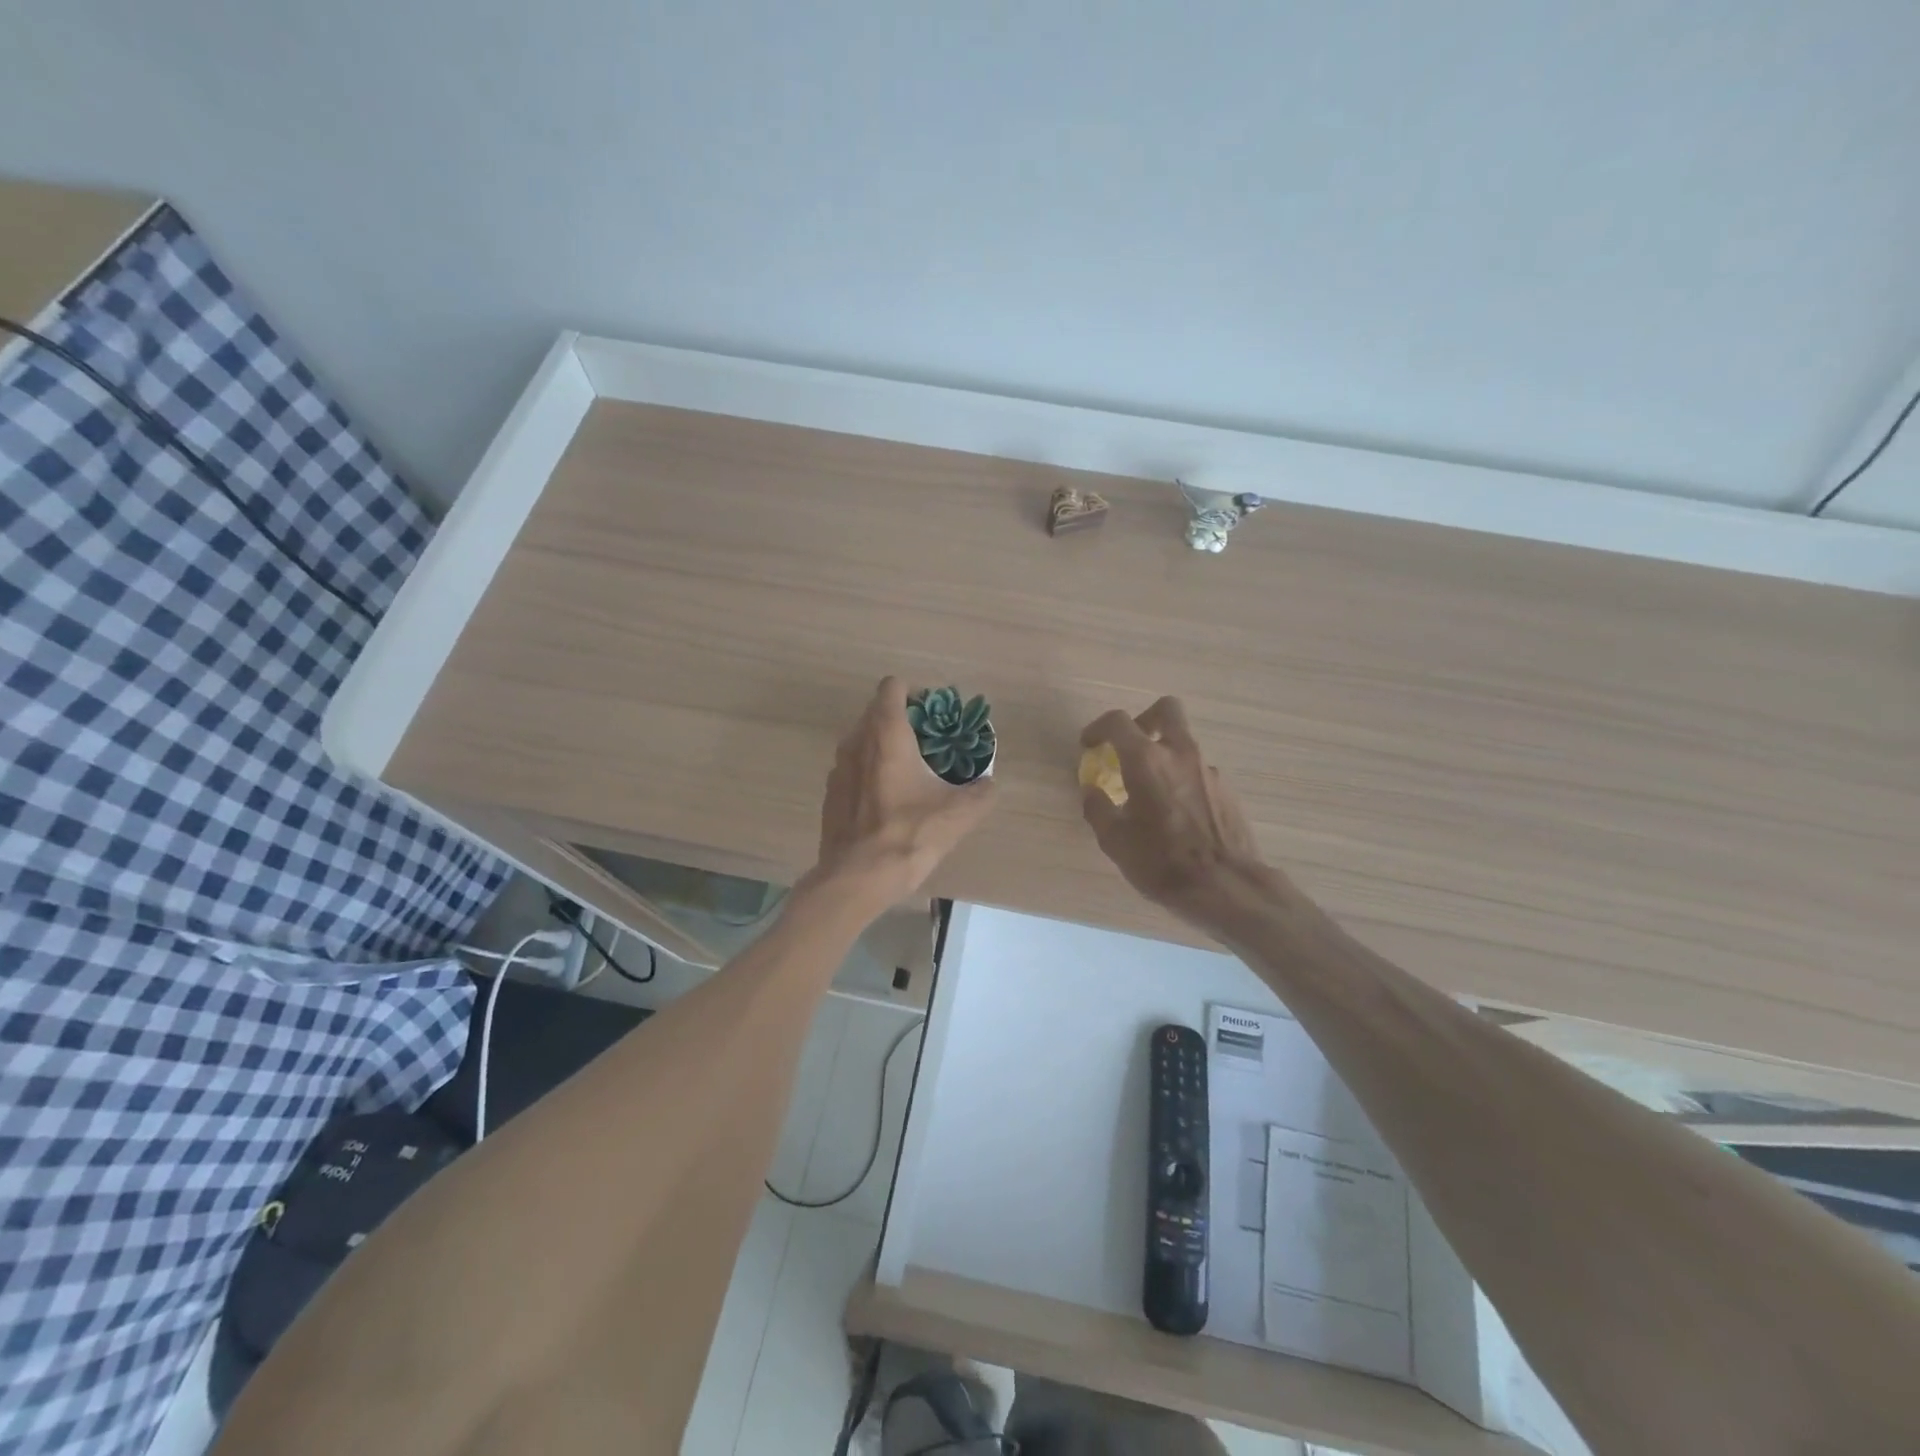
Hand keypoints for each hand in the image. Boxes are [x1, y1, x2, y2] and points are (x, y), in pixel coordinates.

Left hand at [808, 676, 997, 911]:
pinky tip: (888, 801)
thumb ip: (981, 792)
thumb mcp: (959, 814)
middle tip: (930, 744)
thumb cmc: (909, 835)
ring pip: (863, 739)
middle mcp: (856, 741)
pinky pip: (853, 767)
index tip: (933, 715)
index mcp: (886, 735)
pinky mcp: (830, 793)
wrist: (857, 878)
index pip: (892, 687)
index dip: (914, 693)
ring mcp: (838, 768)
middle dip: (903, 720)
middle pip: (877, 711)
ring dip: (885, 746)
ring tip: (911, 772)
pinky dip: (870, 771)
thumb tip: (989, 784)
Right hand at [1079, 698, 1280, 928]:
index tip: (1090, 745)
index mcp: (1146, 760)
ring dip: (1165, 755)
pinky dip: (1183, 780)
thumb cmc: (1161, 862)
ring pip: (1184, 744)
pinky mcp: (1227, 790)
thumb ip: (1098, 808)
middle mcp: (1180, 754)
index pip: (1118, 721)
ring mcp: (1208, 770)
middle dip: (1145, 719)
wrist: (1225, 887)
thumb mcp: (1114, 840)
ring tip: (1152, 793)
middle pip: (1166, 709)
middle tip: (1131, 746)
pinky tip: (1177, 814)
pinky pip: (1198, 772)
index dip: (1098, 728)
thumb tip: (1092, 790)